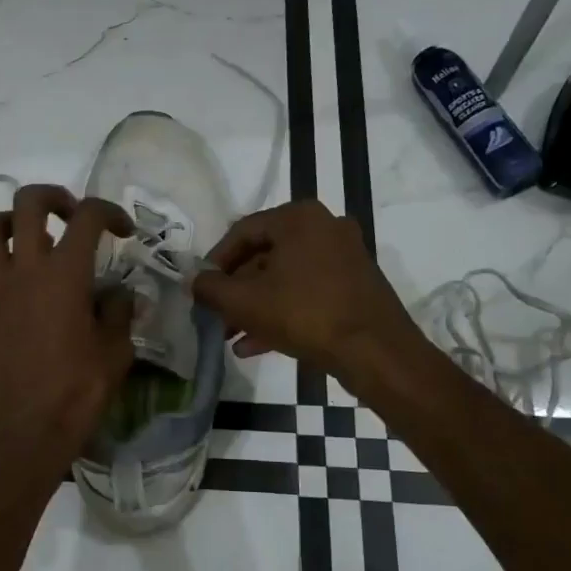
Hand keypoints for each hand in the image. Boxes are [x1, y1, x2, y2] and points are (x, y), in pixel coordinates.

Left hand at [0, 184, 135, 470]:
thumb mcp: (115, 352)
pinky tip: (25, 276)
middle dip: (55, 196)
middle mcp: (24, 269)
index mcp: (64, 275)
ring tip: (37, 236)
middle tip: (74, 215)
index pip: (87, 217)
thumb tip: (119, 294)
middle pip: (28, 201)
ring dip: (14, 218)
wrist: (23, 432)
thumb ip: (118, 313)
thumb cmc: (76, 393)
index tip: (123, 230)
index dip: (109, 212)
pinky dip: (1, 252)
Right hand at [193, 200, 420, 382]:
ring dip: (255, 306)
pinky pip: (307, 293)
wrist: (376, 352)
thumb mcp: (245, 302)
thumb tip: (194, 281)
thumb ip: (210, 288)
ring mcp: (345, 257)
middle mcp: (325, 228)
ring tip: (230, 336)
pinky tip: (255, 346)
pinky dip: (281, 313)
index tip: (201, 288)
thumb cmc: (305, 315)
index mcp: (299, 218)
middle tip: (215, 315)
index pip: (242, 231)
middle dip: (236, 290)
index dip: (215, 261)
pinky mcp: (355, 286)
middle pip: (264, 255)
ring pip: (285, 278)